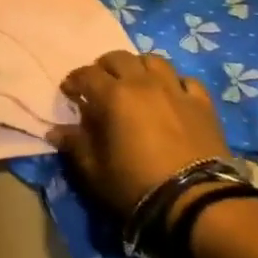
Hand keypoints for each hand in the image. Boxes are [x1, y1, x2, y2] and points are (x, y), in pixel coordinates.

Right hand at [49, 51, 229, 214]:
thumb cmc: (136, 185)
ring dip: (139, 67)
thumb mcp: (95, 171)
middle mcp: (143, 82)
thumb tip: (55, 131)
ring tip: (135, 82)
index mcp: (114, 95)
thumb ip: (75, 146)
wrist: (195, 200)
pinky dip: (175, 83)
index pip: (87, 75)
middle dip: (105, 67)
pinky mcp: (202, 103)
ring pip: (153, 61)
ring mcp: (175, 89)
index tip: (69, 91)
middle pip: (119, 57)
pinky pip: (186, 81)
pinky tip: (172, 95)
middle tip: (100, 83)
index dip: (74, 80)